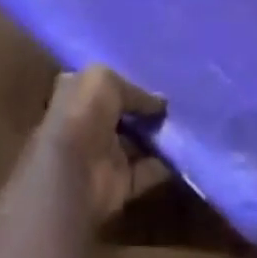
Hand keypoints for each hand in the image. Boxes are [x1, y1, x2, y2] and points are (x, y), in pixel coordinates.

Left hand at [35, 65, 169, 221]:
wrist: (71, 175)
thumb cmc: (82, 114)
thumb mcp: (106, 81)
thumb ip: (134, 90)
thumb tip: (160, 101)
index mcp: (76, 93)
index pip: (101, 82)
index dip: (123, 77)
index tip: (151, 73)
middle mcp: (88, 123)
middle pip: (121, 112)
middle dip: (145, 107)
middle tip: (174, 97)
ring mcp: (102, 155)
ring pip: (136, 141)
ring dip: (157, 134)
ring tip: (185, 119)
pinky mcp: (118, 184)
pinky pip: (147, 171)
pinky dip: (164, 164)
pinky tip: (184, 148)